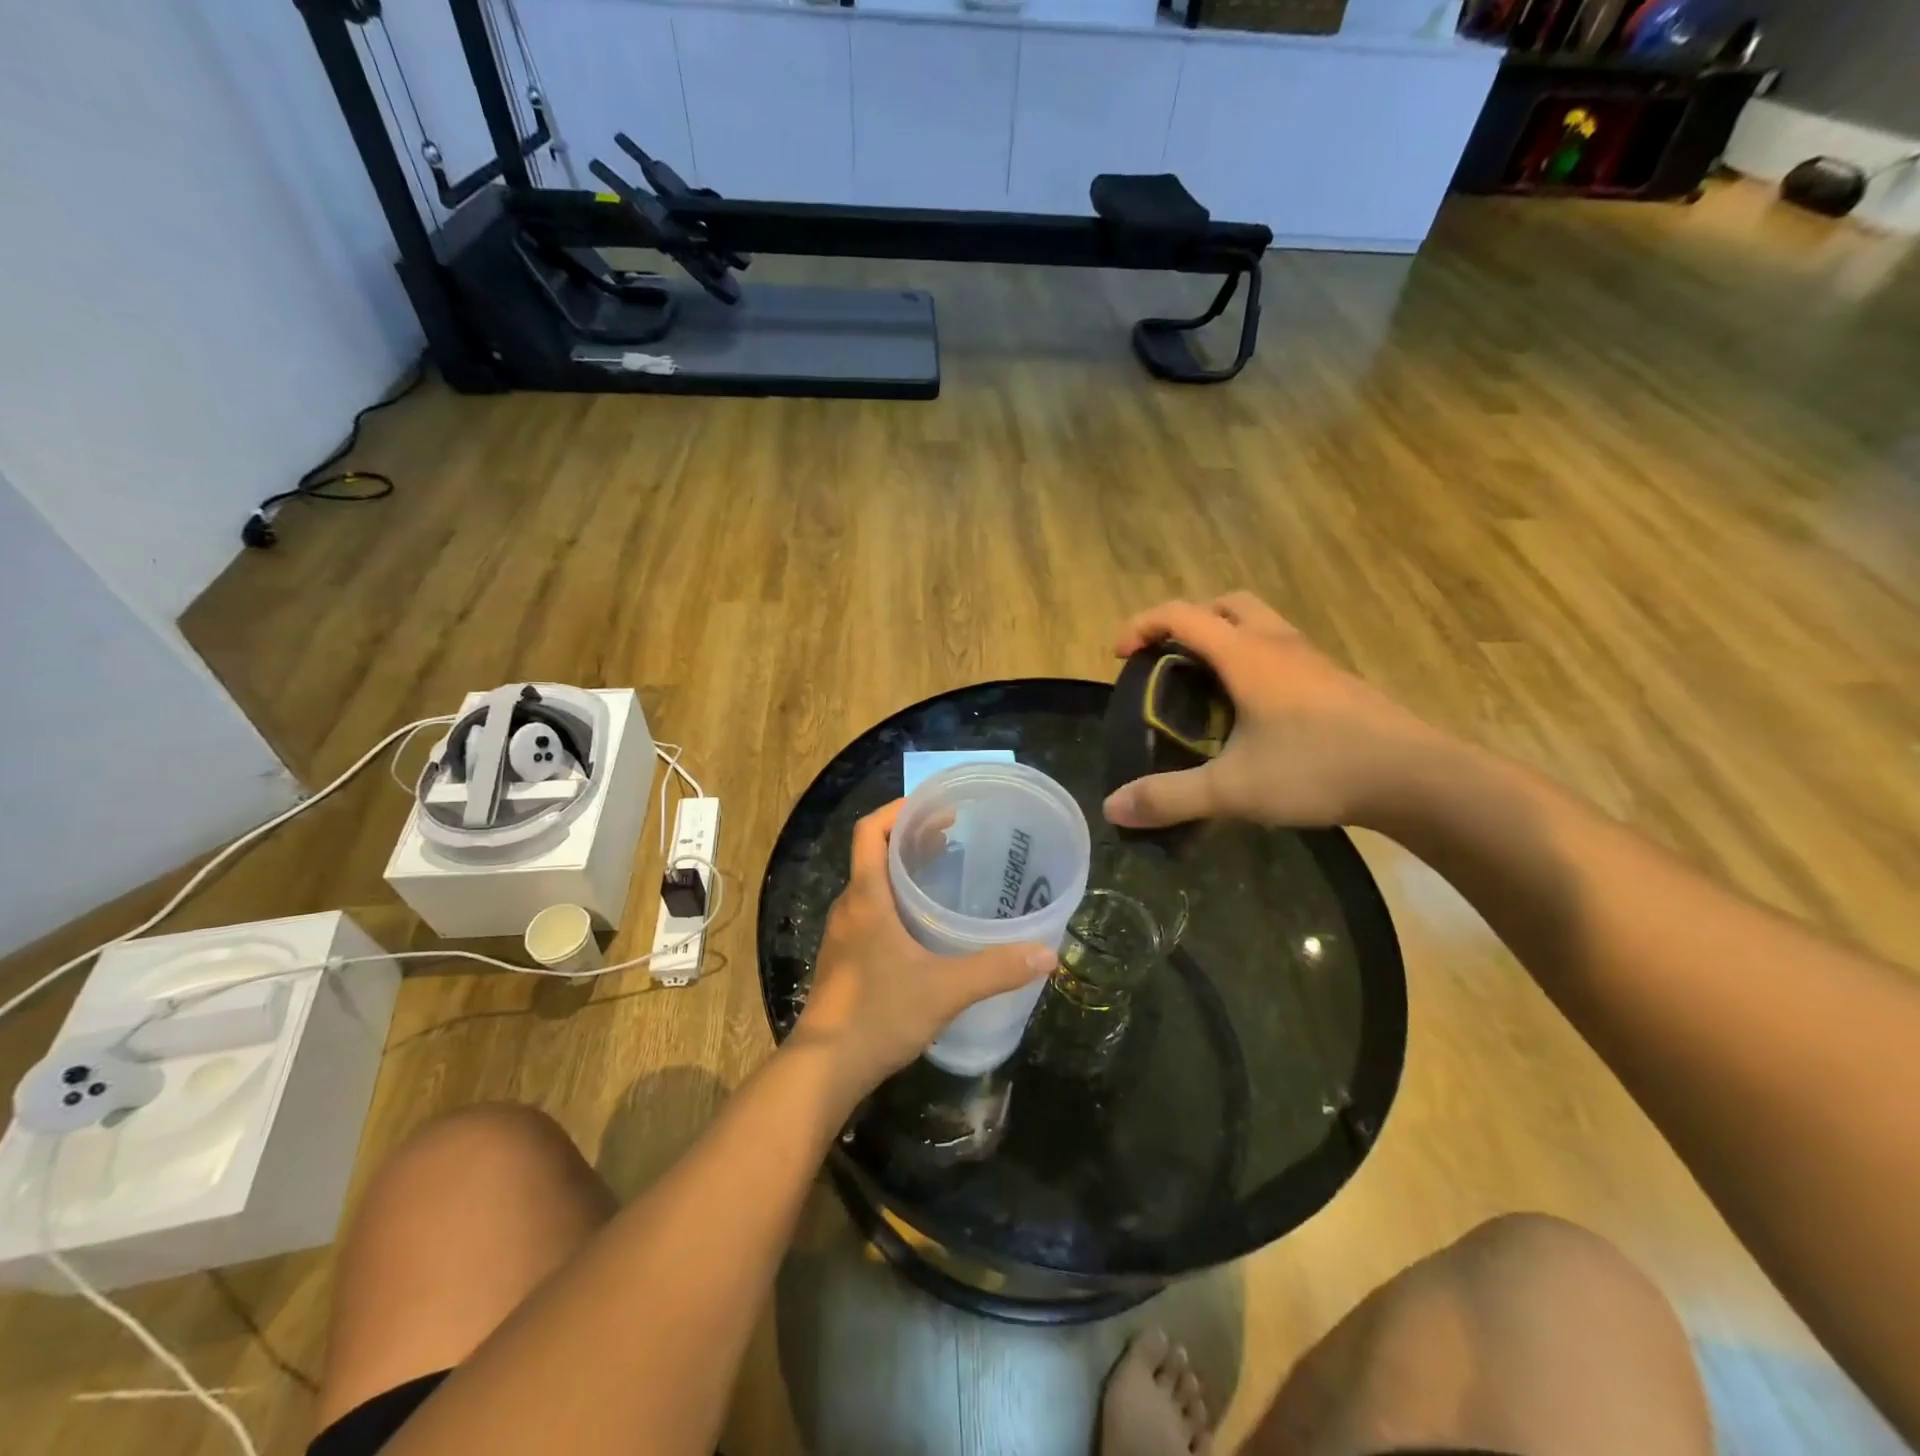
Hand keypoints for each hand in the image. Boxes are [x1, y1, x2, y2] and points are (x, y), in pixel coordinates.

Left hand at [791, 801, 1057, 1091]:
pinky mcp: (845, 959)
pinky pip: (871, 911)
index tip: (935, 807)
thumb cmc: (878, 1015)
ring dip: (903, 871)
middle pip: (874, 854)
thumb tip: (1047, 954)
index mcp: (865, 897)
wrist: (824, 1069)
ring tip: (945, 872)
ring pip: (872, 884)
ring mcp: (843, 935)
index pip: (870, 831)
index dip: (898, 810)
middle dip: (910, 838)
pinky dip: (896, 901)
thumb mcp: (944, 989)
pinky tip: (925, 925)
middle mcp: (850, 907)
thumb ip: (995, 969)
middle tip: (954, 836)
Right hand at [1102, 592, 1443, 831]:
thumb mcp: (1232, 789)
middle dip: (1189, 622)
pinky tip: (1253, 712)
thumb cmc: (1317, 769)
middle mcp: (1278, 644)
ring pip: (1259, 625)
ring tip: (1207, 686)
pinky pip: (1281, 652)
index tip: (1120, 656)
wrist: (1414, 777)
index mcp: (1247, 655)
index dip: (1142, 626)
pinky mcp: (1334, 682)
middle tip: (1170, 660)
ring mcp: (1312, 660)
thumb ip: (1170, 797)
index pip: (1181, 615)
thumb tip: (1113, 808)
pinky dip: (1254, 662)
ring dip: (1225, 639)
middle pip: (1226, 605)